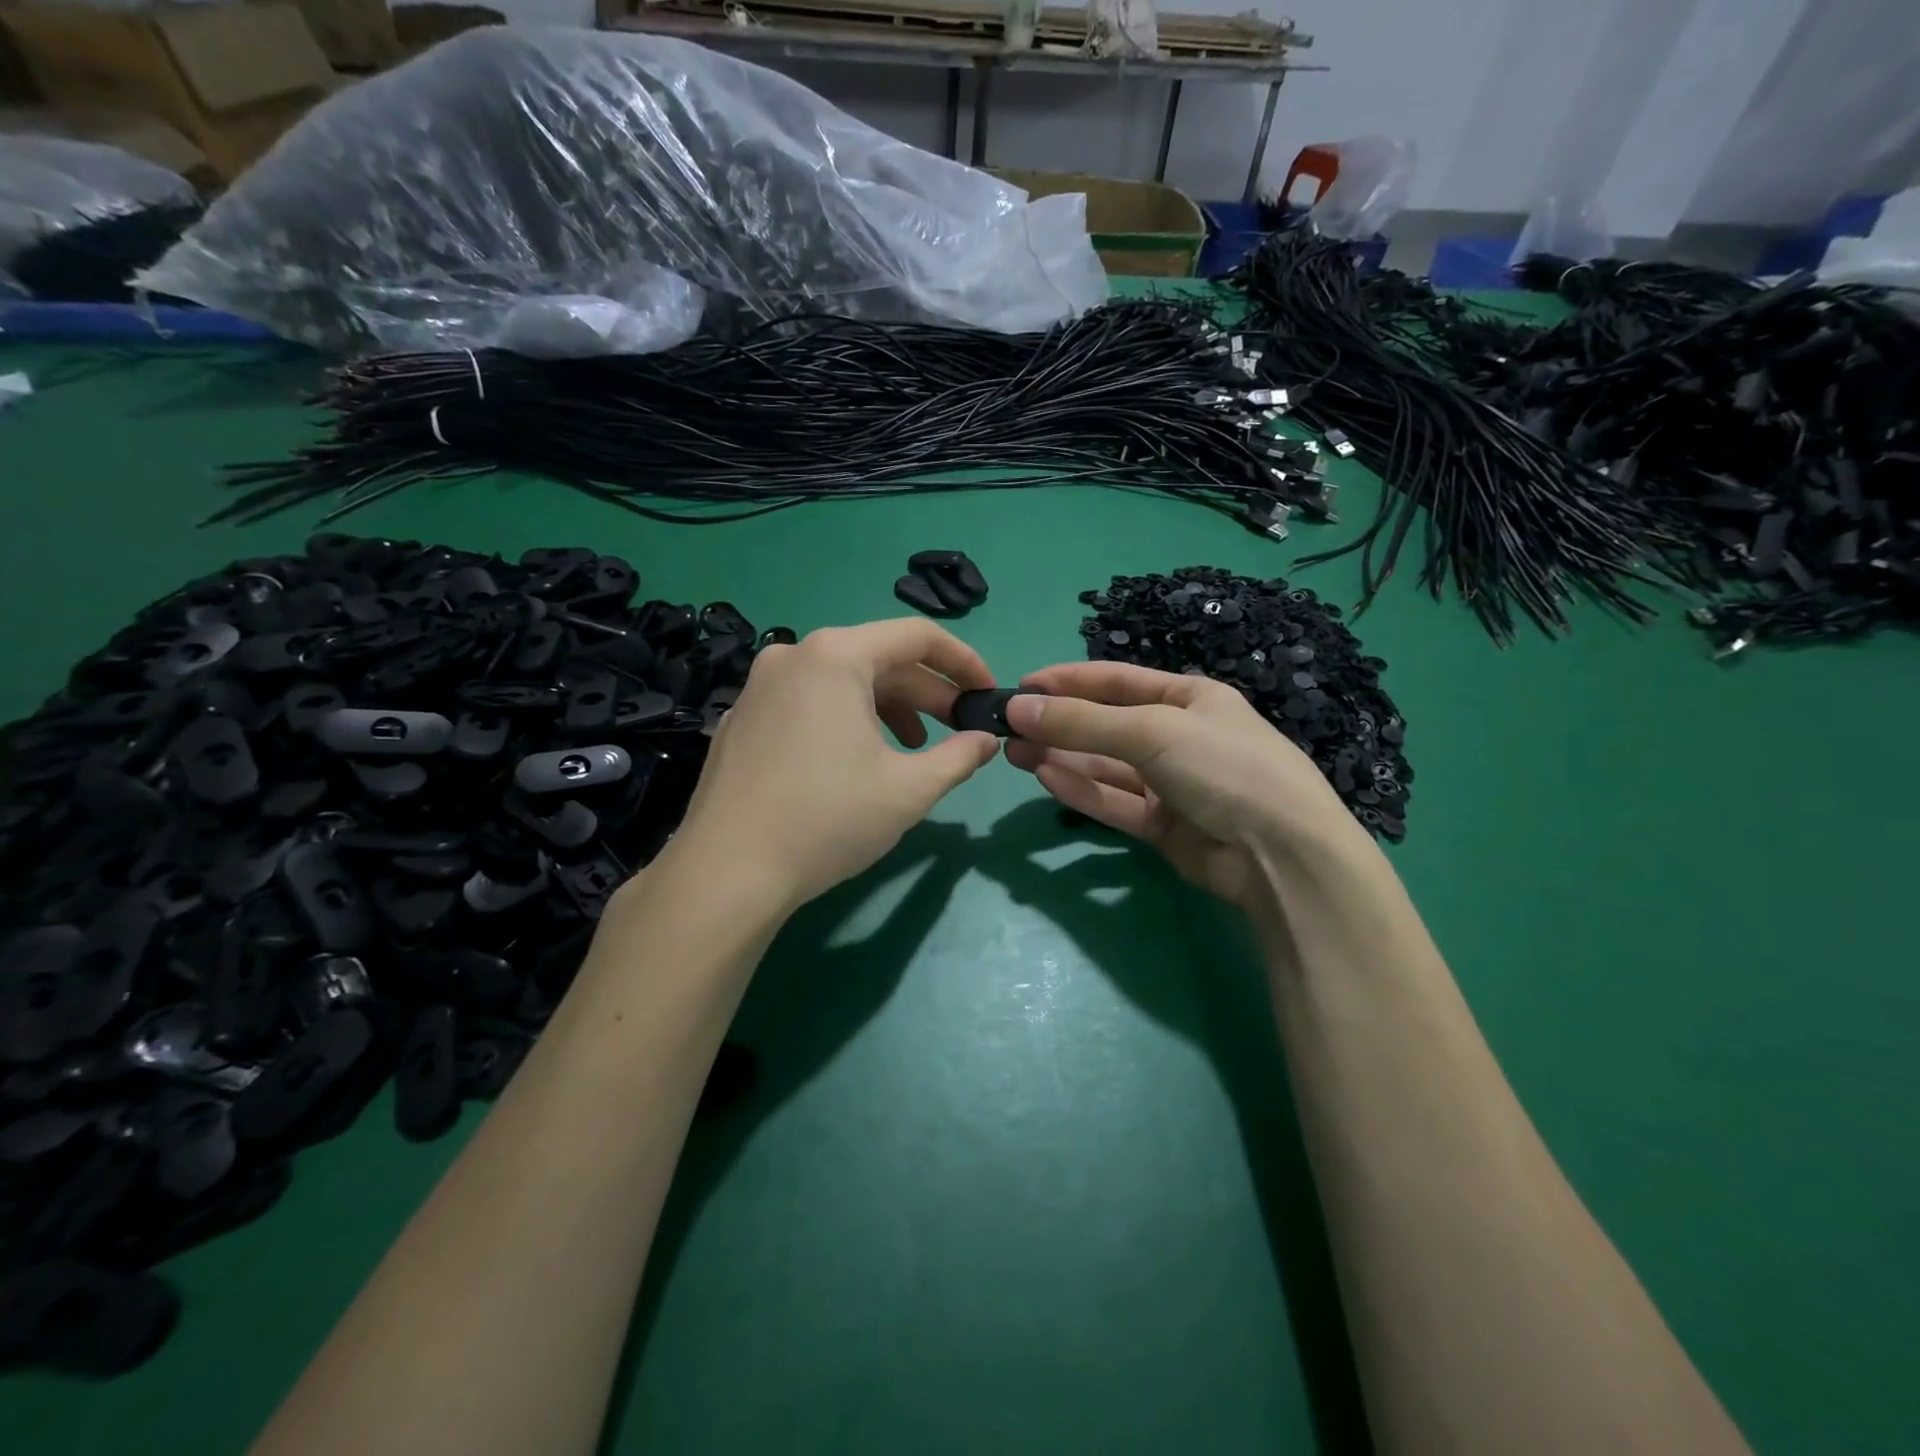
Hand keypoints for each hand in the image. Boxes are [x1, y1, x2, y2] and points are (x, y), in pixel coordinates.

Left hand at [665, 620, 999, 911]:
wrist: (727, 872)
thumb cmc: (828, 819)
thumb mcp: (909, 789)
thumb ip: (959, 756)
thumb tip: (987, 741)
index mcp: (835, 656)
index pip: (917, 636)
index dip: (963, 661)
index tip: (987, 693)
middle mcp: (793, 656)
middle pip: (878, 658)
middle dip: (926, 692)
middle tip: (960, 727)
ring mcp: (759, 687)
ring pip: (842, 681)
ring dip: (889, 708)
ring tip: (913, 750)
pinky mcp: (742, 719)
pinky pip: (808, 703)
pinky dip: (846, 720)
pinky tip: (857, 760)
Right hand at [1004, 661, 1368, 913]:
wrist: (1281, 854)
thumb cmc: (1223, 767)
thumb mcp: (1152, 731)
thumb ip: (1082, 722)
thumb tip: (1018, 707)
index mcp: (1189, 698)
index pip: (1117, 681)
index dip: (1069, 681)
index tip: (1022, 686)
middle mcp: (1179, 736)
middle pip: (1107, 725)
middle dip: (1059, 725)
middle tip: (1008, 728)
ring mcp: (1171, 783)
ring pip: (1106, 766)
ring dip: (1063, 757)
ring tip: (1014, 753)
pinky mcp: (1164, 826)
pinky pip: (1115, 801)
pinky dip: (1082, 790)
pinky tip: (1046, 778)